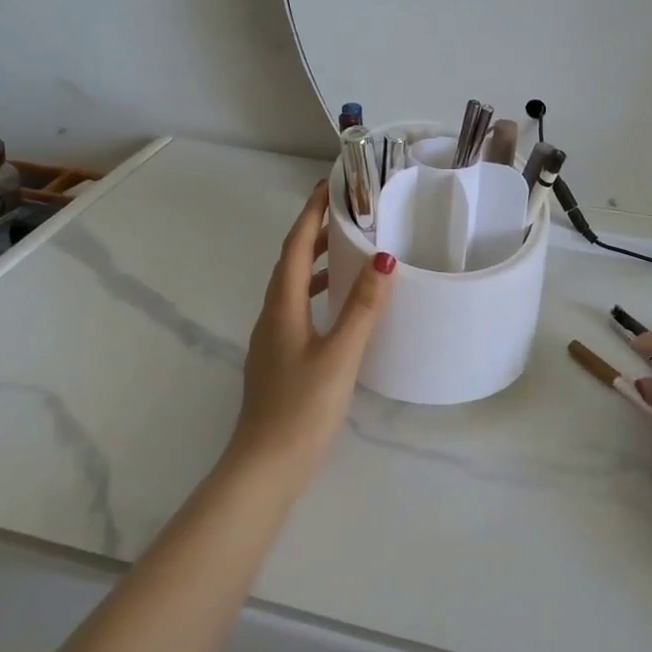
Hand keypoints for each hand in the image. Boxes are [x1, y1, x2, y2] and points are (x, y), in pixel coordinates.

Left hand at [228, 181, 395, 474]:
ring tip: (346, 252)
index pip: (293, 247)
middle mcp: (271, 317)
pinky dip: (315, 295)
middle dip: (313, 234)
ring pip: (291, 288)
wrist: (266, 466)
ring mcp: (272, 340)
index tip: (326, 185)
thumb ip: (362, 308)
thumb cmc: (303, 407)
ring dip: (314, 264)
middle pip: (289, 263)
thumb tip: (384, 259)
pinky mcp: (279, 360)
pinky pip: (296, 310)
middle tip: (345, 213)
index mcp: (281, 308)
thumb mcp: (339, 355)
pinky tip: (335, 309)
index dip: (310, 215)